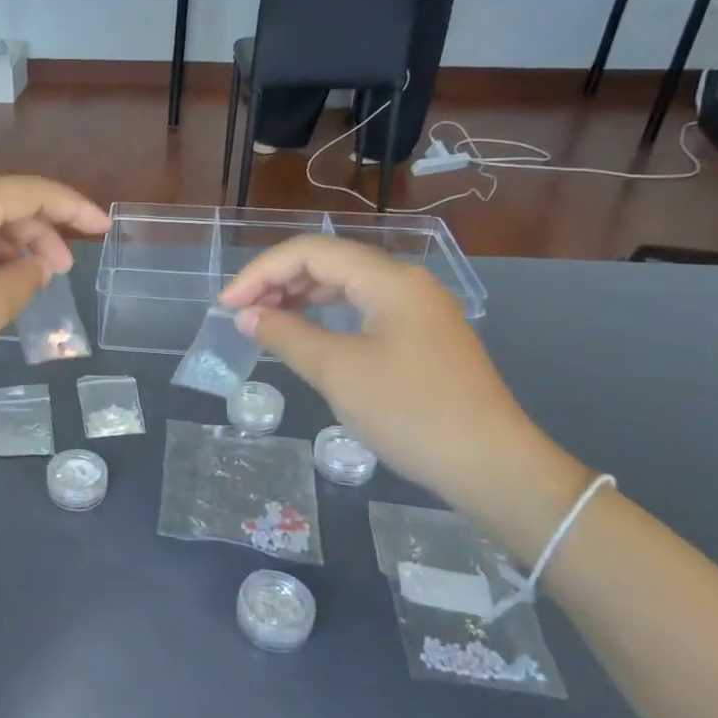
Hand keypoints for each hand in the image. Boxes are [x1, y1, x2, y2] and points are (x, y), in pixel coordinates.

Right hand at [219, 236, 577, 513]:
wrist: (491, 465)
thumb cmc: (410, 412)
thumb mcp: (338, 372)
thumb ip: (286, 335)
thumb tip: (246, 316)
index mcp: (389, 279)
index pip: (311, 252)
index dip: (261, 273)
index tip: (227, 306)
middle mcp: (406, 282)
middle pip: (329, 262)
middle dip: (278, 281)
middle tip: (241, 314)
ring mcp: (419, 309)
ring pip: (347, 286)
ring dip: (301, 297)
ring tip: (265, 321)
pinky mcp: (423, 336)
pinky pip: (364, 310)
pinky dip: (327, 316)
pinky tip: (308, 335)